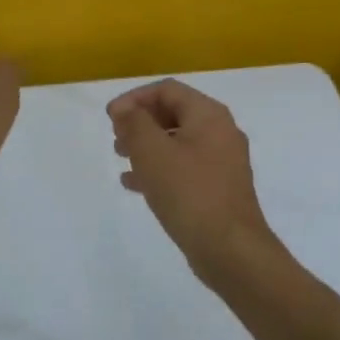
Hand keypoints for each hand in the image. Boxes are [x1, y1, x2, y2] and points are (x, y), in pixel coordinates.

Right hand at [108, 79, 277, 274]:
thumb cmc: (188, 192)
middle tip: (116, 137)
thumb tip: (123, 108)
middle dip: (141, 122)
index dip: (135, 98)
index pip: (167, 90)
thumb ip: (134, 123)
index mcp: (209, 115)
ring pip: (177, 142)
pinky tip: (135, 184)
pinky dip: (159, 168)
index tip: (110, 118)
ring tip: (121, 158)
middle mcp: (220, 132)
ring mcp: (222, 162)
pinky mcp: (218, 188)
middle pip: (174, 113)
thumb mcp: (152, 152)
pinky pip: (184, 167)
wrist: (229, 249)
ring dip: (147, 145)